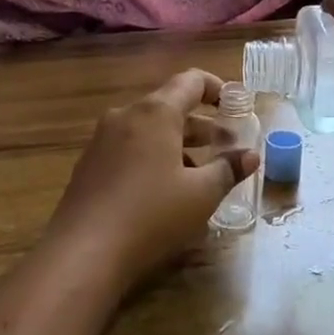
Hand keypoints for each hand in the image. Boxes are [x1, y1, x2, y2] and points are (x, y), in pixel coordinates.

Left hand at [47, 69, 258, 290]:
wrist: (82, 254)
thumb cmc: (151, 215)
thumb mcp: (201, 195)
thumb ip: (228, 169)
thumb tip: (250, 155)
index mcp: (156, 112)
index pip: (192, 80)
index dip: (218, 89)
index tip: (236, 107)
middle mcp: (126, 115)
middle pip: (169, 105)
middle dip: (201, 123)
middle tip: (226, 145)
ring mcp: (102, 139)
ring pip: (148, 128)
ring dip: (177, 142)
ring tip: (199, 171)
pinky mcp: (89, 164)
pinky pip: (129, 147)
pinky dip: (153, 155)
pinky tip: (164, 190)